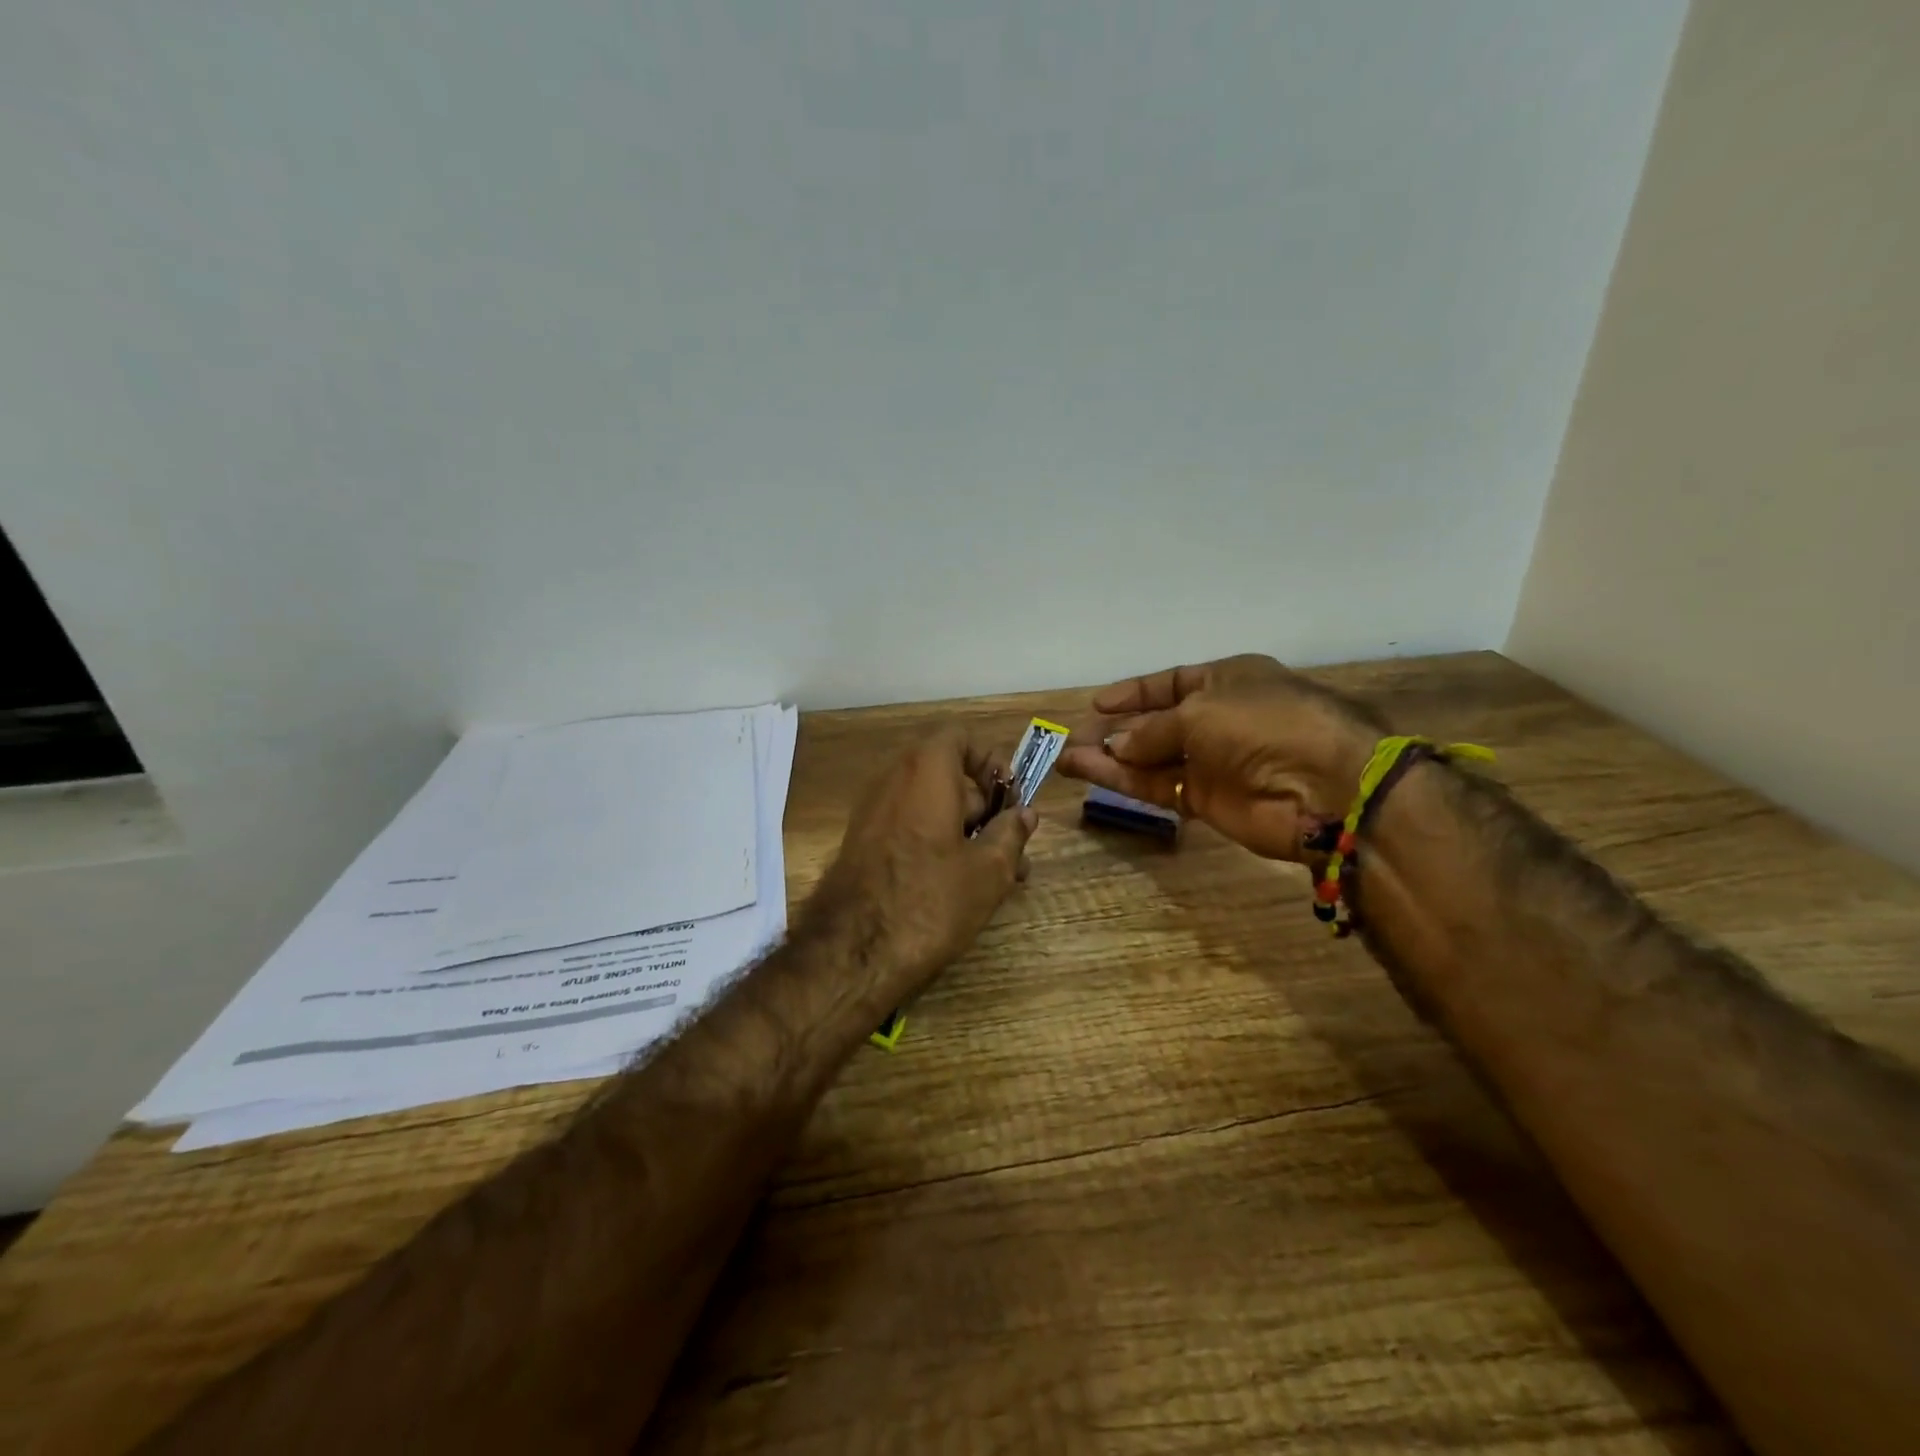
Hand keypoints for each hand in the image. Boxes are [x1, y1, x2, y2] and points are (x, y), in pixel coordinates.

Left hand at [804, 728, 1037, 998]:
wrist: (852, 951)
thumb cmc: (930, 900)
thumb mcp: (988, 871)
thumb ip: (1011, 834)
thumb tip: (1024, 814)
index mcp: (925, 770)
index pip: (960, 737)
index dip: (991, 761)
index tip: (1011, 798)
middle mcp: (892, 779)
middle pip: (947, 773)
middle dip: (984, 807)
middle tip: (1012, 847)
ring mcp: (872, 810)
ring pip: (929, 805)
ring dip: (964, 829)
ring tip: (994, 875)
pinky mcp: (861, 842)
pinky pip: (907, 825)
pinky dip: (935, 840)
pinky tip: (957, 884)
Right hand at [1056, 655, 1385, 861]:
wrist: (1323, 787)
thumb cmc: (1263, 724)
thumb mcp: (1200, 711)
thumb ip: (1152, 729)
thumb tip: (1118, 745)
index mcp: (1227, 680)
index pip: (1171, 682)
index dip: (1133, 693)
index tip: (1096, 704)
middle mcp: (1218, 718)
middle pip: (1156, 722)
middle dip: (1115, 729)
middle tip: (1073, 737)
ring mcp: (1213, 762)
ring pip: (1151, 757)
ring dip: (1110, 758)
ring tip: (1067, 758)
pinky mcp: (1207, 800)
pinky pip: (1158, 786)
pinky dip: (1125, 781)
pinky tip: (1090, 774)